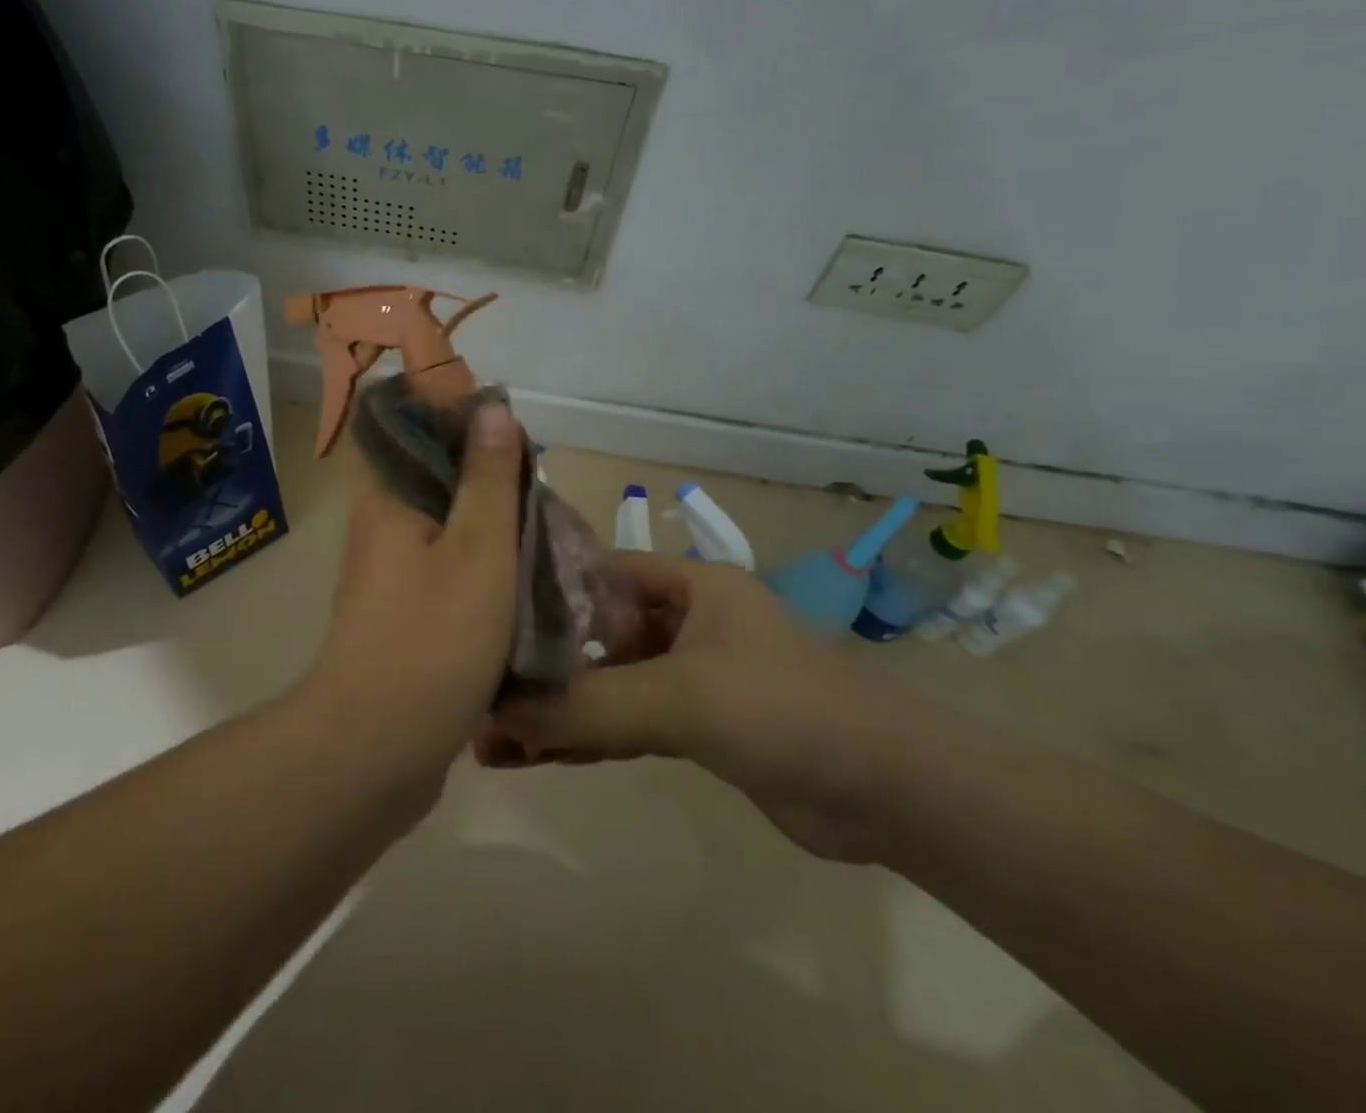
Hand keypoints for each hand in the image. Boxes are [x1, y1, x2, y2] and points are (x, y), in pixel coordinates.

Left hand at [301, 402, 525, 794]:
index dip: (447, 416)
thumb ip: (488, 479)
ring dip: (484, 524)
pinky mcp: (402, 619)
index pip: (402, 429)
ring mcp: (387, 578)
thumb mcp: (479, 548)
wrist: (379, 750)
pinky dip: (478, 567)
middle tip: (534, 478)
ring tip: (539, 522)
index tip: (499, 423)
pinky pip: (443, 573)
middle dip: (480, 474)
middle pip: (428, 478)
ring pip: (441, 529)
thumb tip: (490, 409)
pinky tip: (519, 577)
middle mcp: (378, 531)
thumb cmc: (433, 637)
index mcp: (385, 501)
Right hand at [479, 555, 913, 861]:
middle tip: (476, 689)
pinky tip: (534, 757)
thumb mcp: (679, 697)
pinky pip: (625, 724)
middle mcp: (682, 621)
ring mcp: (687, 677)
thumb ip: (589, 706)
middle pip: (595, 634)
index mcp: (686, 585)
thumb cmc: (783, 708)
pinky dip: (585, 739)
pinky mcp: (694, 728)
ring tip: (489, 736)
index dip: (541, 591)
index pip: (596, 572)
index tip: (482, 616)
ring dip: (556, 710)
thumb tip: (496, 712)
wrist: (889, 793)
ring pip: (606, 686)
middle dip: (540, 665)